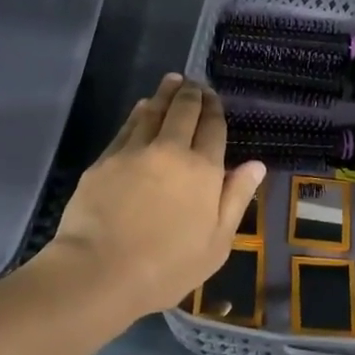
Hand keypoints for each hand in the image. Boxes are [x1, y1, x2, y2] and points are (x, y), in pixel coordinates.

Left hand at [49, 75, 266, 320]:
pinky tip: (142, 108)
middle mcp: (170, 150)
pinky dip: (139, 113)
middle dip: (192, 93)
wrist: (99, 272)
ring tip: (172, 82)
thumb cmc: (167, 267)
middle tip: (194, 83)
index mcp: (203, 169)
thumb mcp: (217, 243)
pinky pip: (128, 127)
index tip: (214, 97)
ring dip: (165, 94)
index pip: (212, 128)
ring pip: (153, 112)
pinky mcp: (105, 160)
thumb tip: (256, 164)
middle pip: (184, 111)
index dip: (214, 109)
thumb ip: (236, 198)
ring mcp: (134, 151)